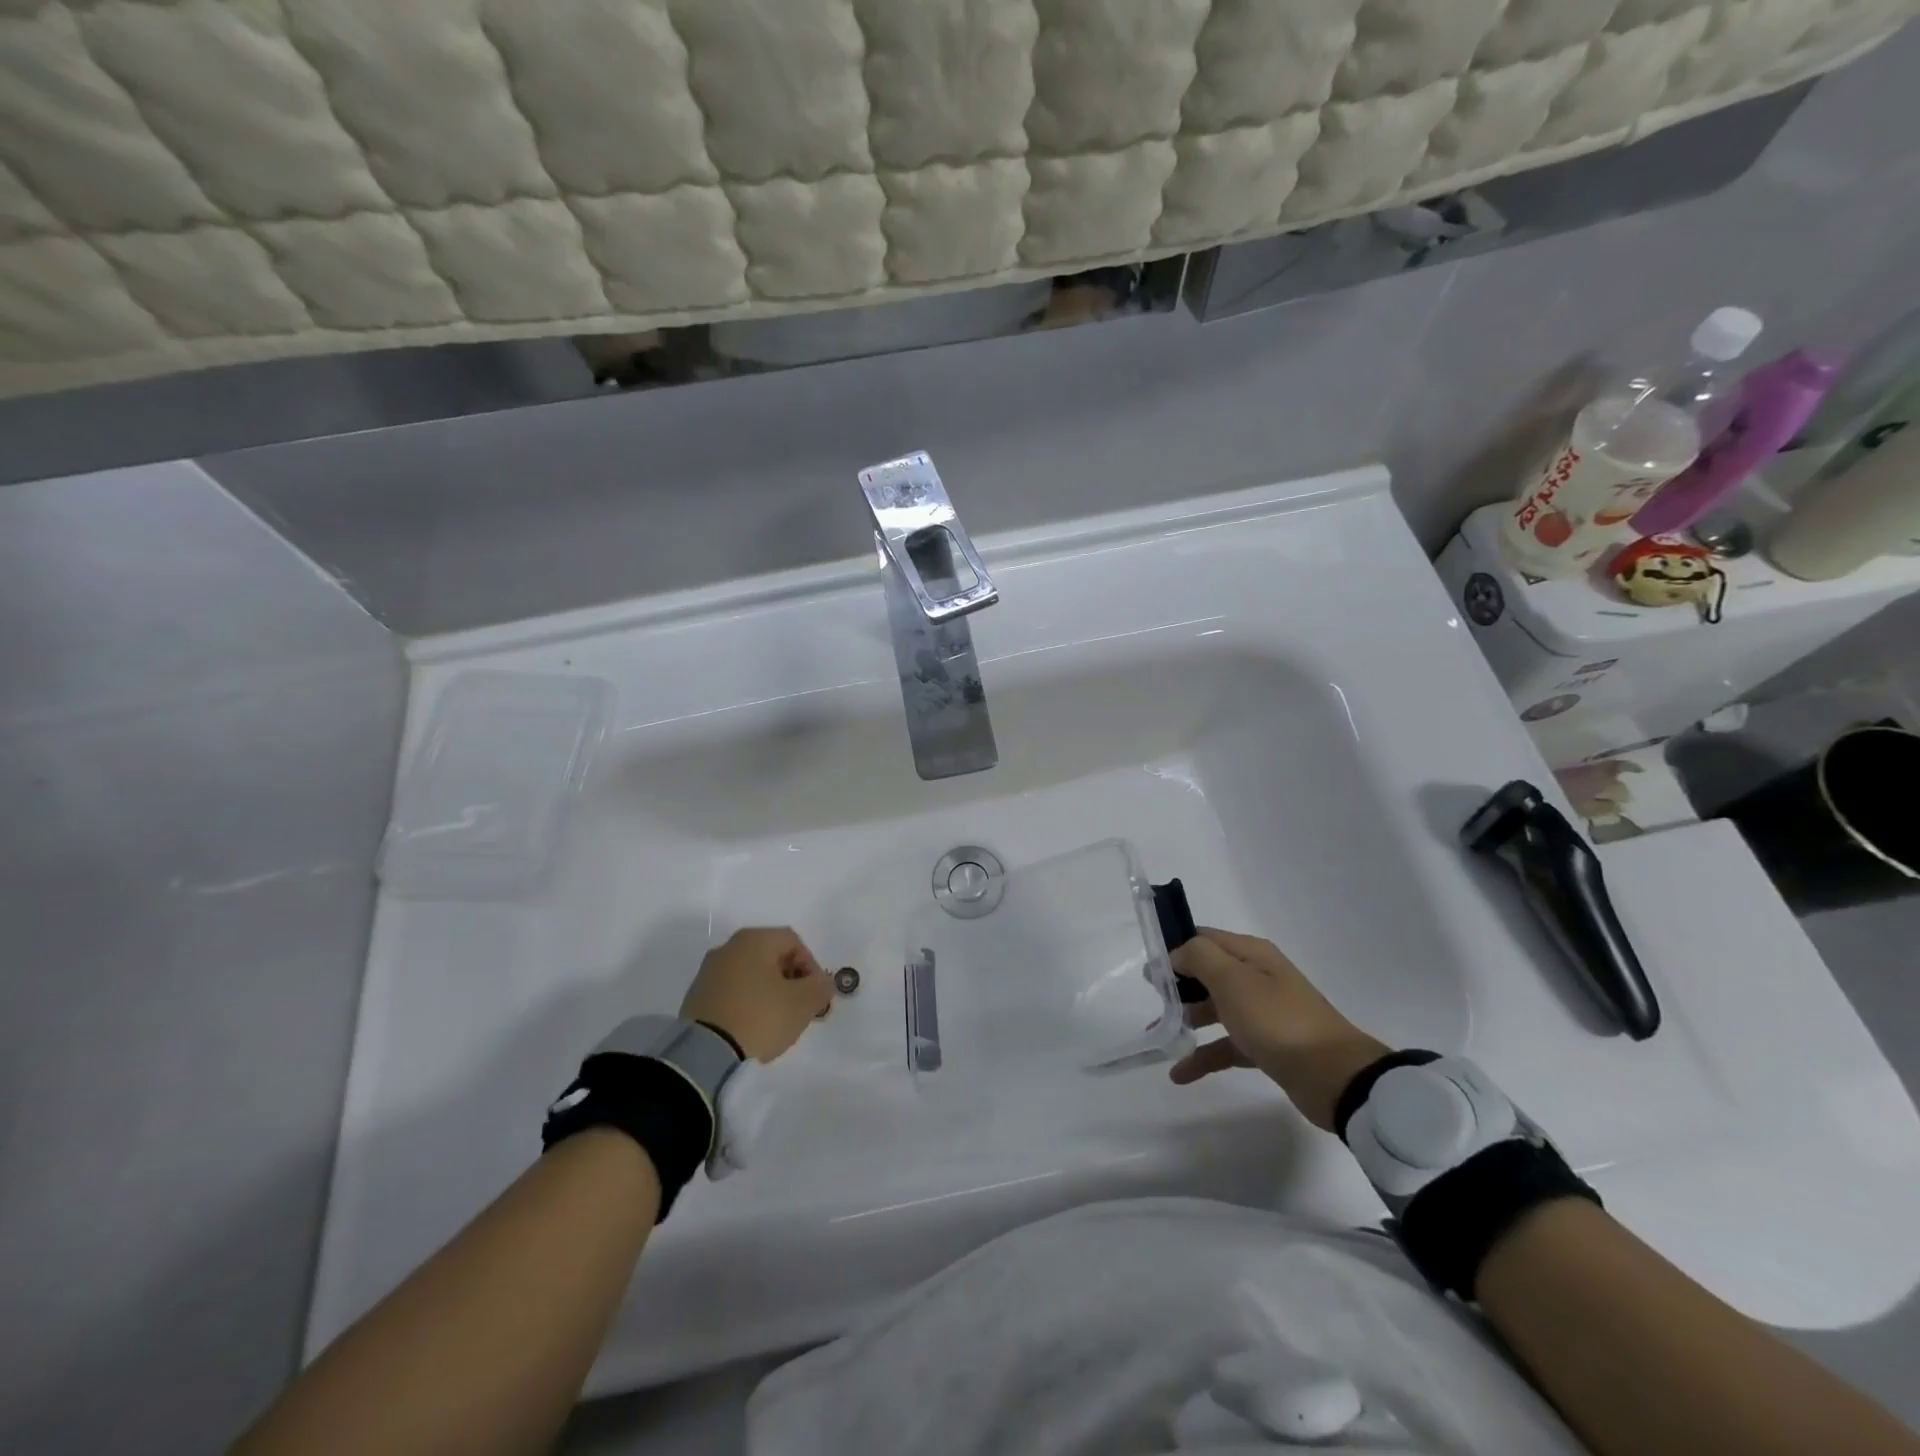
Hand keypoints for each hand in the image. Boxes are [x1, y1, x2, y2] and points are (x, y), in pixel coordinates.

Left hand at [679, 928, 832, 1063]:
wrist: (704, 1054)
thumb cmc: (760, 1017)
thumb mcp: (803, 1002)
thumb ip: (820, 987)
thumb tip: (822, 982)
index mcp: (754, 939)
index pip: (793, 942)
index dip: (811, 966)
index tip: (815, 994)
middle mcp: (728, 947)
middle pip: (770, 957)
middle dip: (789, 981)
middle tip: (799, 1008)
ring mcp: (708, 972)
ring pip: (749, 976)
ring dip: (767, 993)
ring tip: (774, 1022)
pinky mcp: (695, 998)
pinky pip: (731, 994)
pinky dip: (745, 1005)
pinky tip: (750, 1029)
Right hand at [1170, 928, 1389, 1132]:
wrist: (1334, 1077)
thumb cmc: (1278, 1020)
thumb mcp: (1233, 980)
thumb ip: (1199, 957)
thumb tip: (1177, 954)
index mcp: (1251, 954)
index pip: (1204, 939)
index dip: (1175, 949)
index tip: (1149, 970)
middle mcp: (1256, 977)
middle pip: (1207, 973)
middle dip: (1177, 985)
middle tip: (1152, 1001)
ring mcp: (1262, 1013)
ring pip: (1214, 1009)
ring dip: (1186, 1019)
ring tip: (1158, 1035)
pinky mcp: (1265, 1046)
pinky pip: (1225, 1045)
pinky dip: (1203, 1055)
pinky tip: (1180, 1073)